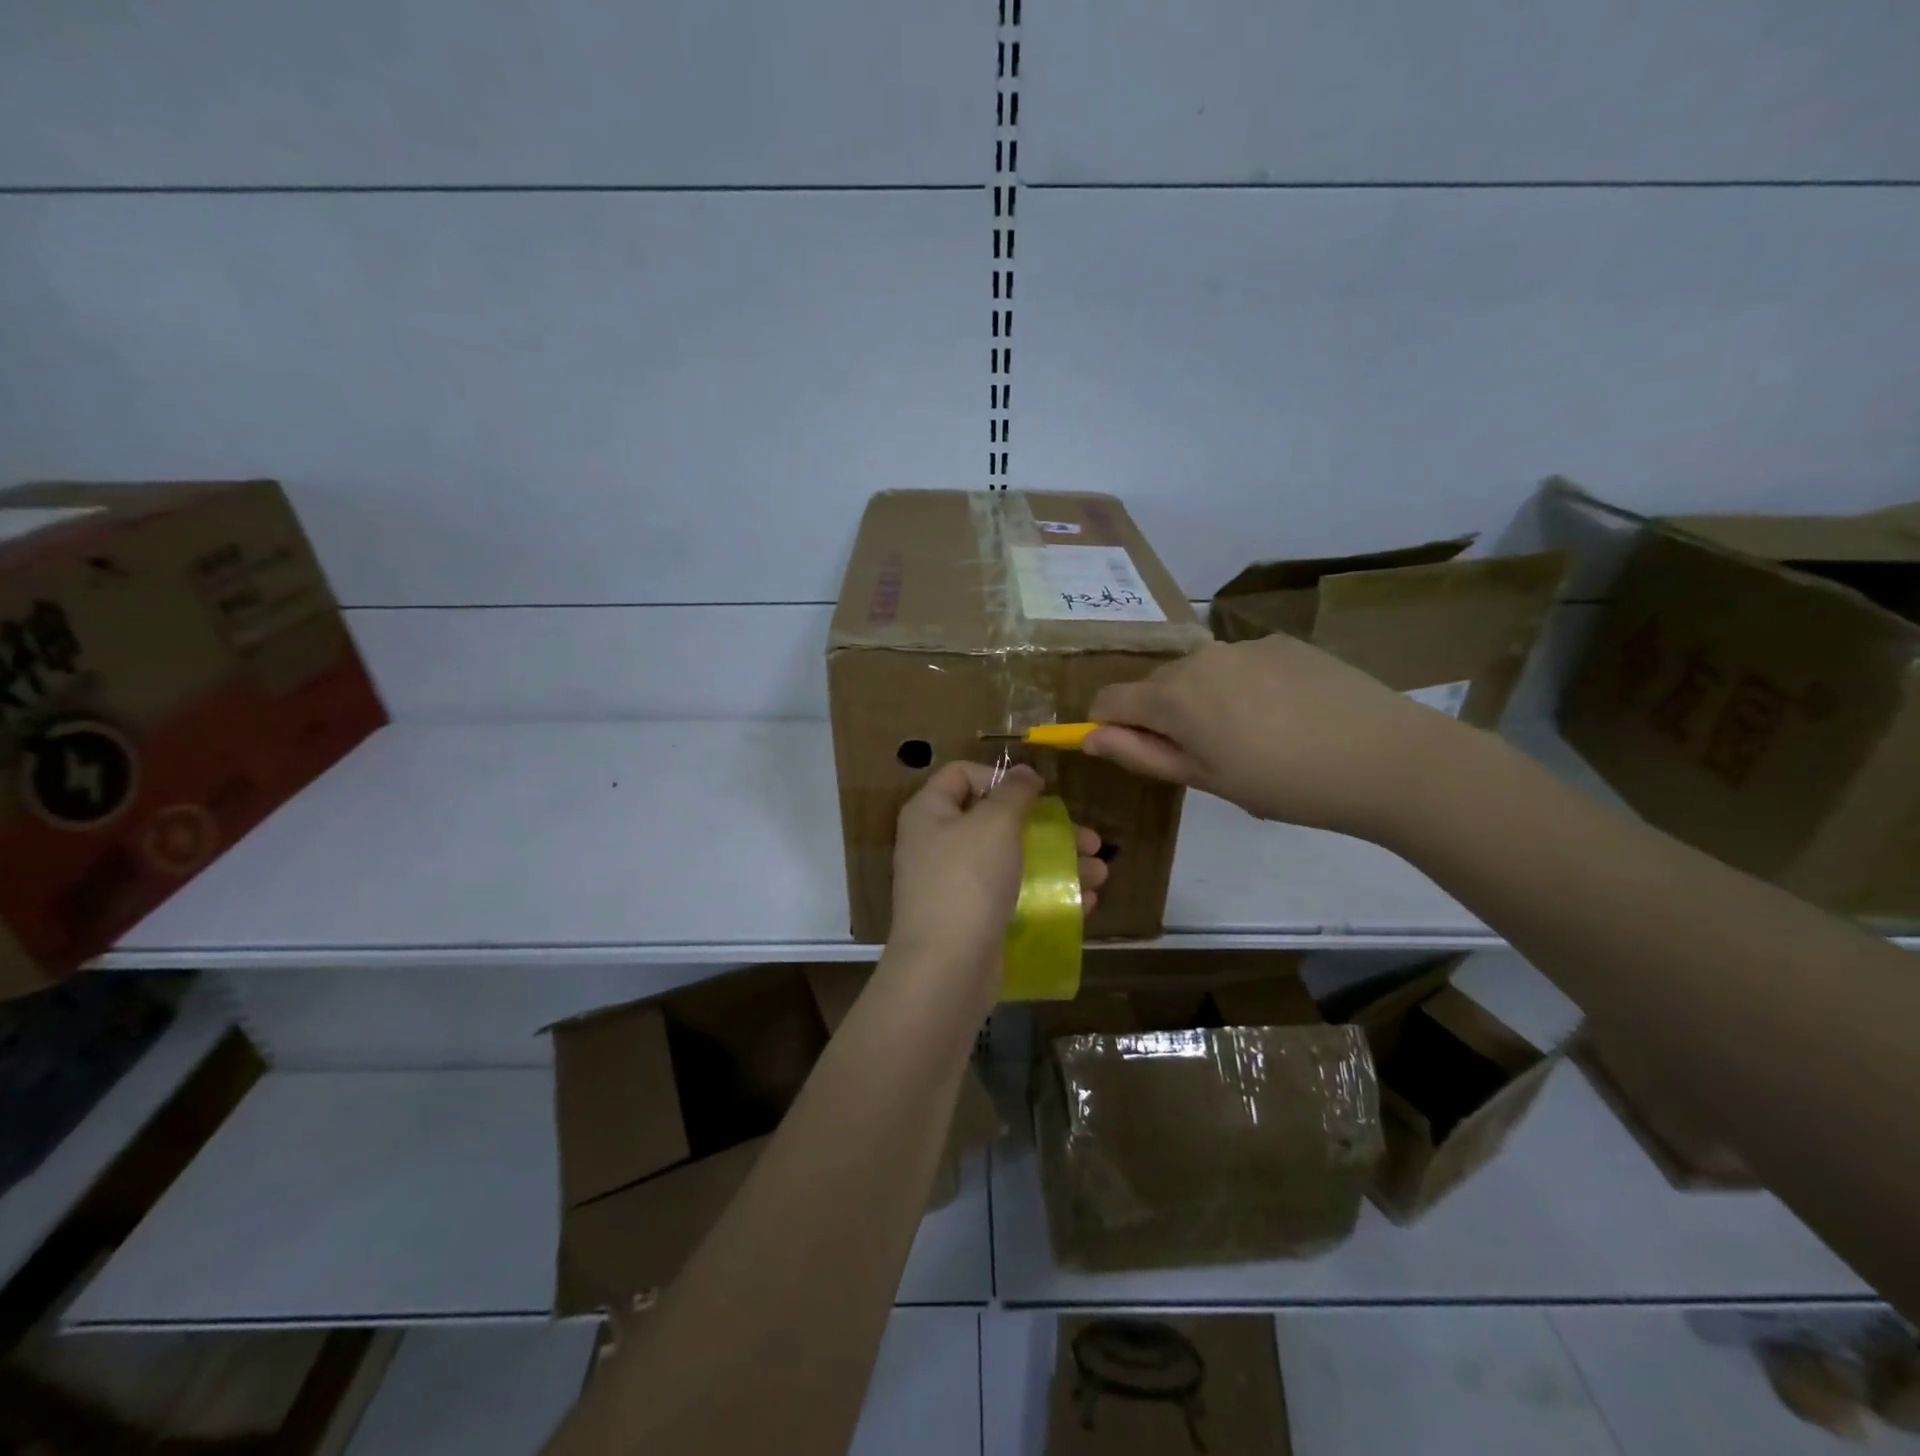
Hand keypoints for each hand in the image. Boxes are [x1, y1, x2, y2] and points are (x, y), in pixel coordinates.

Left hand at [889, 762, 1106, 995]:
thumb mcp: (996, 824)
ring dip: (1060, 863)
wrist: (947, 968)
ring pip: (1013, 861)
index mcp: (930, 813)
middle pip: (997, 821)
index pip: (962, 774)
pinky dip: (1047, 894)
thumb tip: (1023, 773)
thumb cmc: (969, 880)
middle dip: (1049, 828)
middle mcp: (938, 844)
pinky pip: (1013, 895)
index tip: (1039, 793)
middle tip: (1091, 840)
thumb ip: (1014, 793)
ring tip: (1101, 873)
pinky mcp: (973, 918)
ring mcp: (955, 885)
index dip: (1000, 777)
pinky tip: (1086, 901)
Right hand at [1083, 634, 1467, 838]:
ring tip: (1251, 738)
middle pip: (1154, 685)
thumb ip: (1140, 754)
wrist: (1387, 758)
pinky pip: (1240, 664)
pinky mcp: (1282, 642)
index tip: (1132, 752)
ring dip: (1202, 701)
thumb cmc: (1284, 784)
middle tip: (1204, 757)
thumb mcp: (1205, 780)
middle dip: (1159, 716)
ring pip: (1198, 673)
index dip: (1106, 726)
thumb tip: (1089, 737)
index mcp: (1173, 696)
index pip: (1109, 699)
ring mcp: (1244, 645)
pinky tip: (1285, 715)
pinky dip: (1242, 687)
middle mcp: (1199, 658)